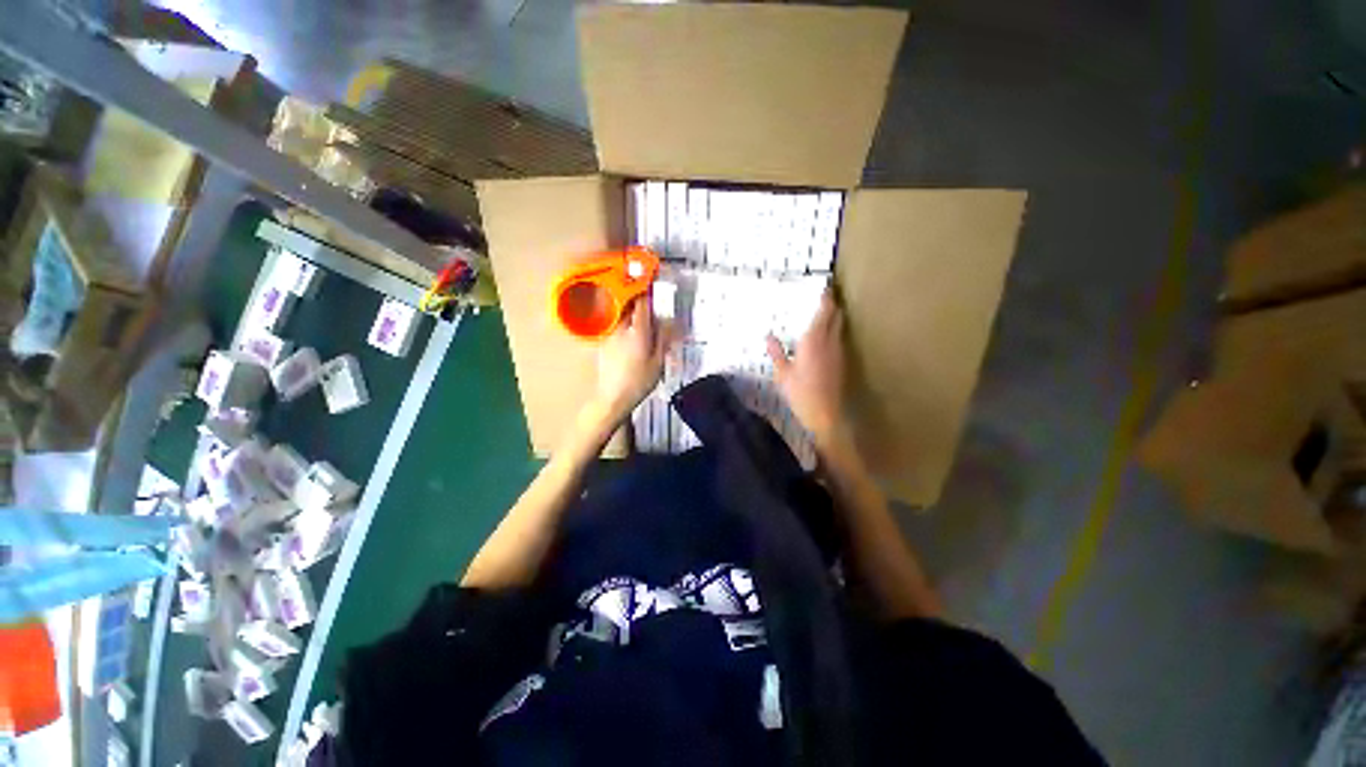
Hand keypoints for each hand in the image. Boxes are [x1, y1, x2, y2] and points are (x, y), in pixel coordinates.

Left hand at [595, 298, 669, 419]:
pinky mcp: (602, 343)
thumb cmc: (639, 382)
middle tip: (649, 301)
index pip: (641, 303)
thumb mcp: (658, 362)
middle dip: (638, 300)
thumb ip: (663, 338)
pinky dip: (623, 324)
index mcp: (637, 331)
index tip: (654, 283)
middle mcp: (620, 328)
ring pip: (620, 315)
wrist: (612, 398)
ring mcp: (608, 335)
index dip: (647, 291)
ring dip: (630, 312)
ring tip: (641, 319)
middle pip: (628, 306)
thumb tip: (668, 321)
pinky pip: (614, 326)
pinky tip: (630, 335)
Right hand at [767, 288, 845, 443]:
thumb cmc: (800, 393)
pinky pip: (839, 339)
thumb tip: (768, 336)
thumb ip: (777, 352)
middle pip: (836, 316)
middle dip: (832, 305)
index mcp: (813, 341)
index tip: (825, 288)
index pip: (824, 312)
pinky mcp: (842, 362)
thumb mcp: (782, 373)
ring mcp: (838, 352)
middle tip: (824, 297)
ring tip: (824, 314)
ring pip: (840, 327)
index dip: (826, 299)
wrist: (826, 414)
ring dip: (834, 318)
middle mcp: (829, 342)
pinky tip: (825, 338)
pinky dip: (834, 332)